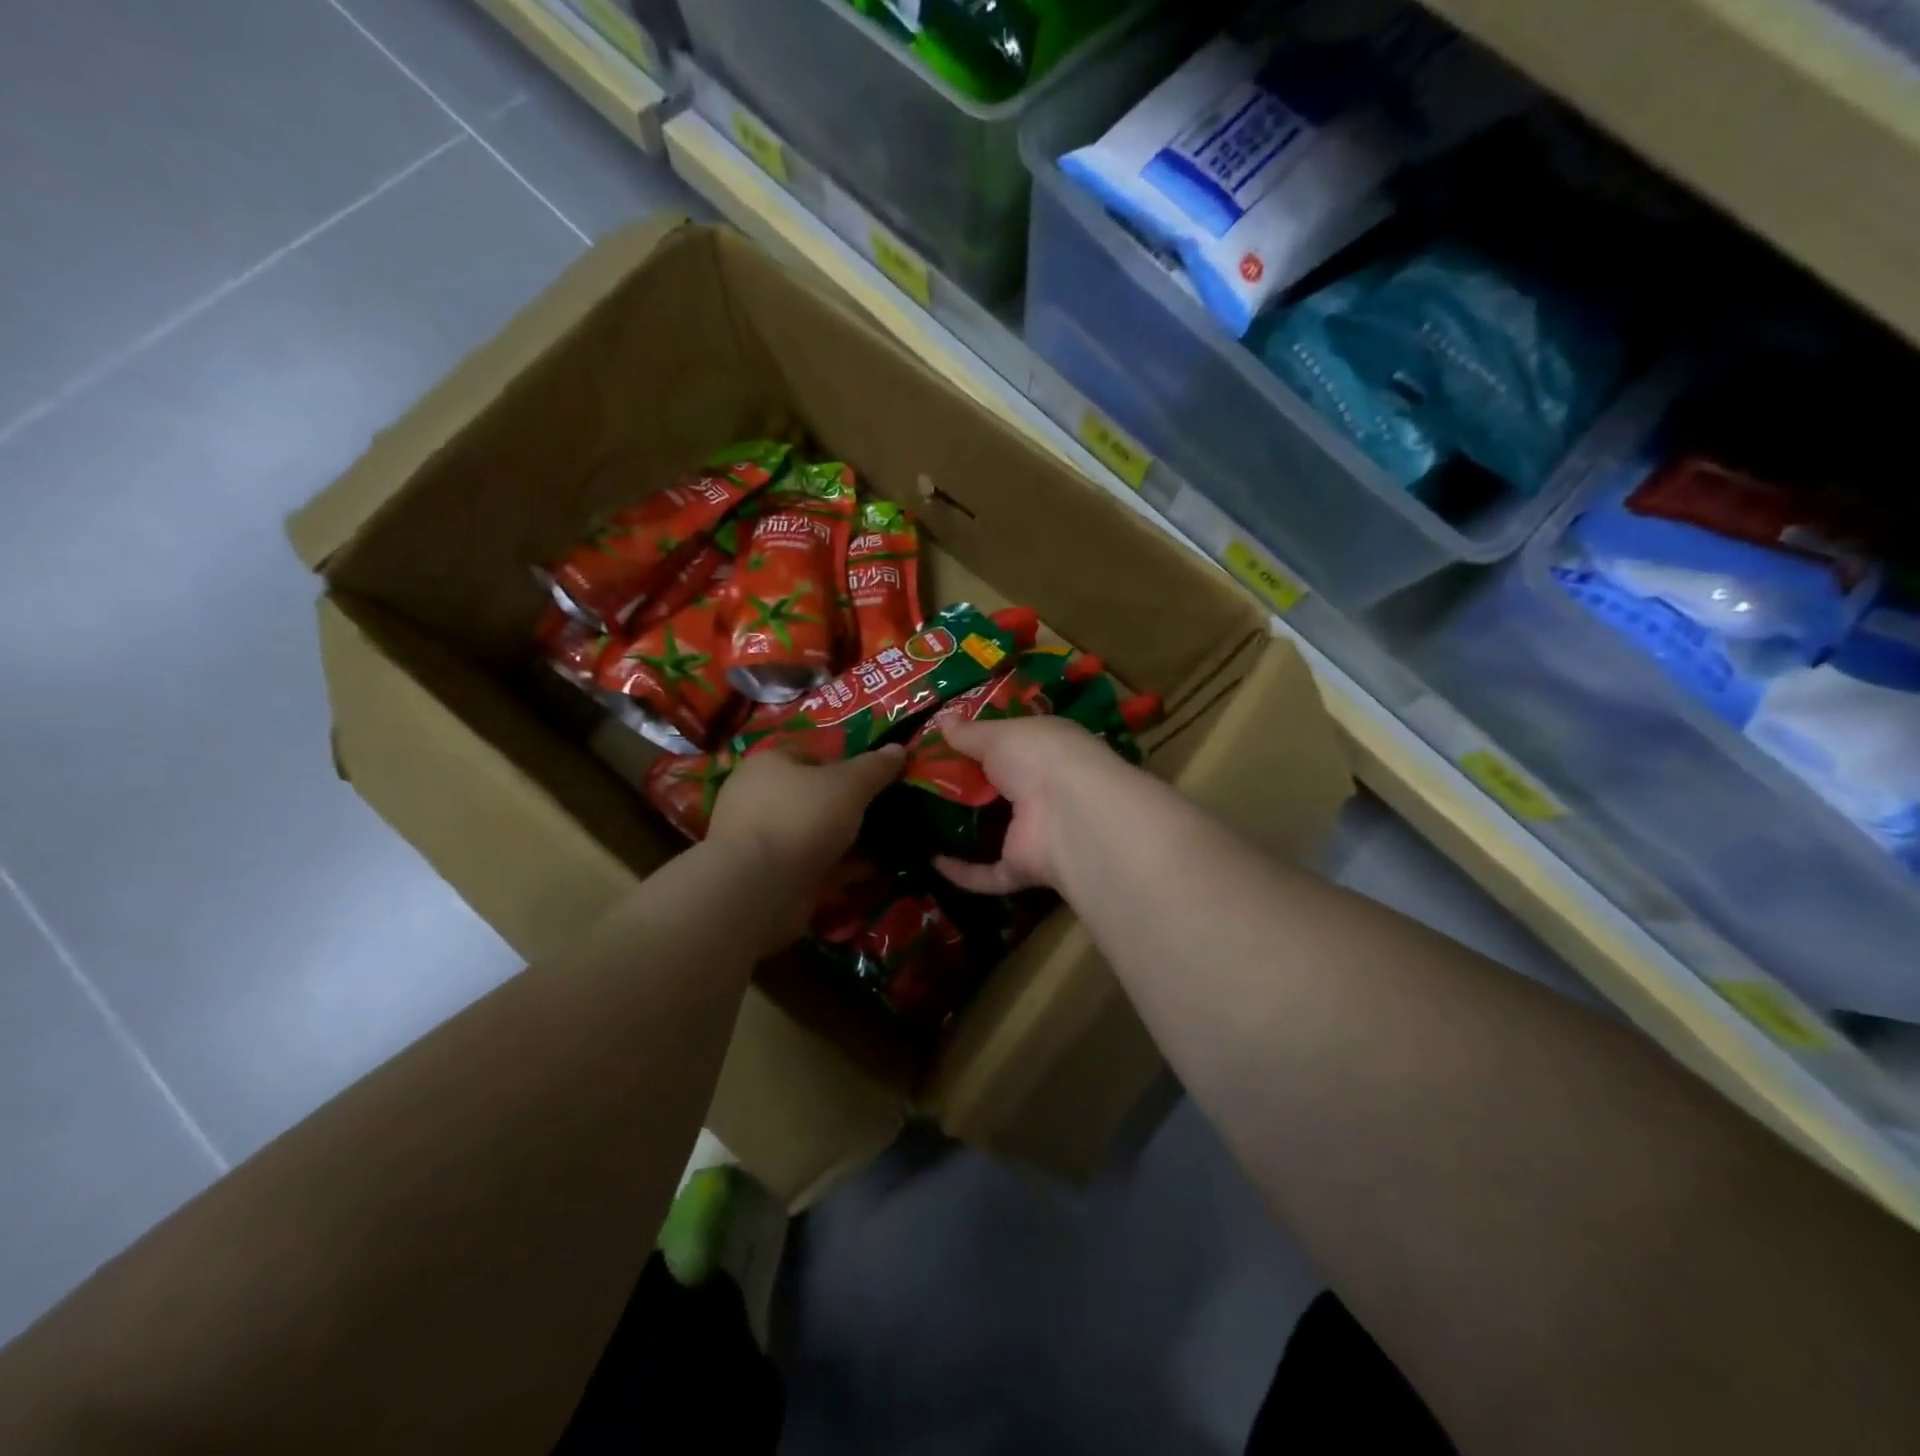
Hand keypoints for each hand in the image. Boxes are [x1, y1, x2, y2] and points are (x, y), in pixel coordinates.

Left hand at [706, 744, 905, 918]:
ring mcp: (760, 839)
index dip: (845, 768)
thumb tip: (899, 748)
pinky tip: (868, 874)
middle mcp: (757, 797)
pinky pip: (811, 865)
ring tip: (884, 848)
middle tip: (881, 817)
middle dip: (847, 808)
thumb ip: (875, 767)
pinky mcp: (767, 875)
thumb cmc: (802, 817)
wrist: (759, 887)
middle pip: (812, 797)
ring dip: (845, 841)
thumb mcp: (849, 784)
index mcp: (769, 764)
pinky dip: (837, 868)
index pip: (812, 756)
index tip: (873, 786)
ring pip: (813, 833)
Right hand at [932, 715, 1121, 895]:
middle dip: (966, 790)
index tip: (941, 747)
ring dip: (965, 833)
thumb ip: (970, 733)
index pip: (1012, 747)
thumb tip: (943, 720)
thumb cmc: (1037, 757)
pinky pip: (989, 874)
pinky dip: (963, 872)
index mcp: (1046, 751)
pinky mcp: (1024, 868)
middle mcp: (1044, 790)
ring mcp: (1036, 832)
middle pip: (1000, 791)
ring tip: (921, 822)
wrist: (1068, 812)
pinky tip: (932, 862)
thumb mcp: (998, 735)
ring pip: (997, 834)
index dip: (980, 746)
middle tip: (921, 786)